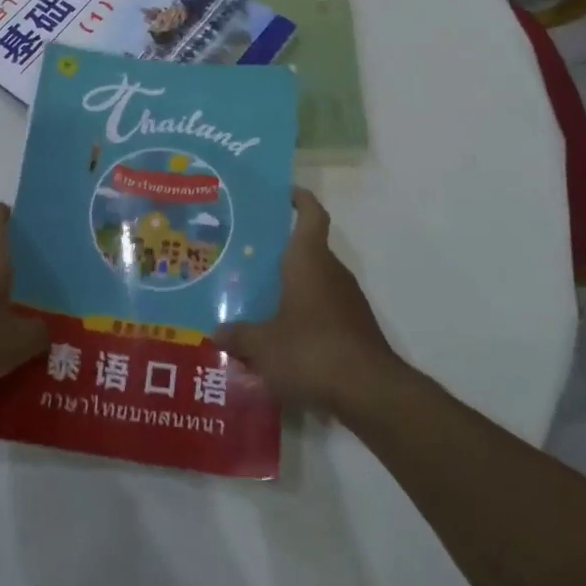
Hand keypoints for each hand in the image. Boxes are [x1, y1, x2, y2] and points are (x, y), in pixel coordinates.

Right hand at [215, 189, 402, 415]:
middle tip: (246, 256)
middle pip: (307, 250)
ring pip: (315, 282)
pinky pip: (323, 310)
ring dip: (291, 287)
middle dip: (280, 252)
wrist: (369, 392)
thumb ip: (239, 335)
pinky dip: (303, 315)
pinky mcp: (354, 329)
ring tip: (256, 298)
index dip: (300, 200)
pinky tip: (280, 336)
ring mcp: (347, 301)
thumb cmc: (311, 350)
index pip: (311, 215)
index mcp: (309, 260)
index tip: (284, 193)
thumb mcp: (263, 345)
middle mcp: (331, 272)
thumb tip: (216, 332)